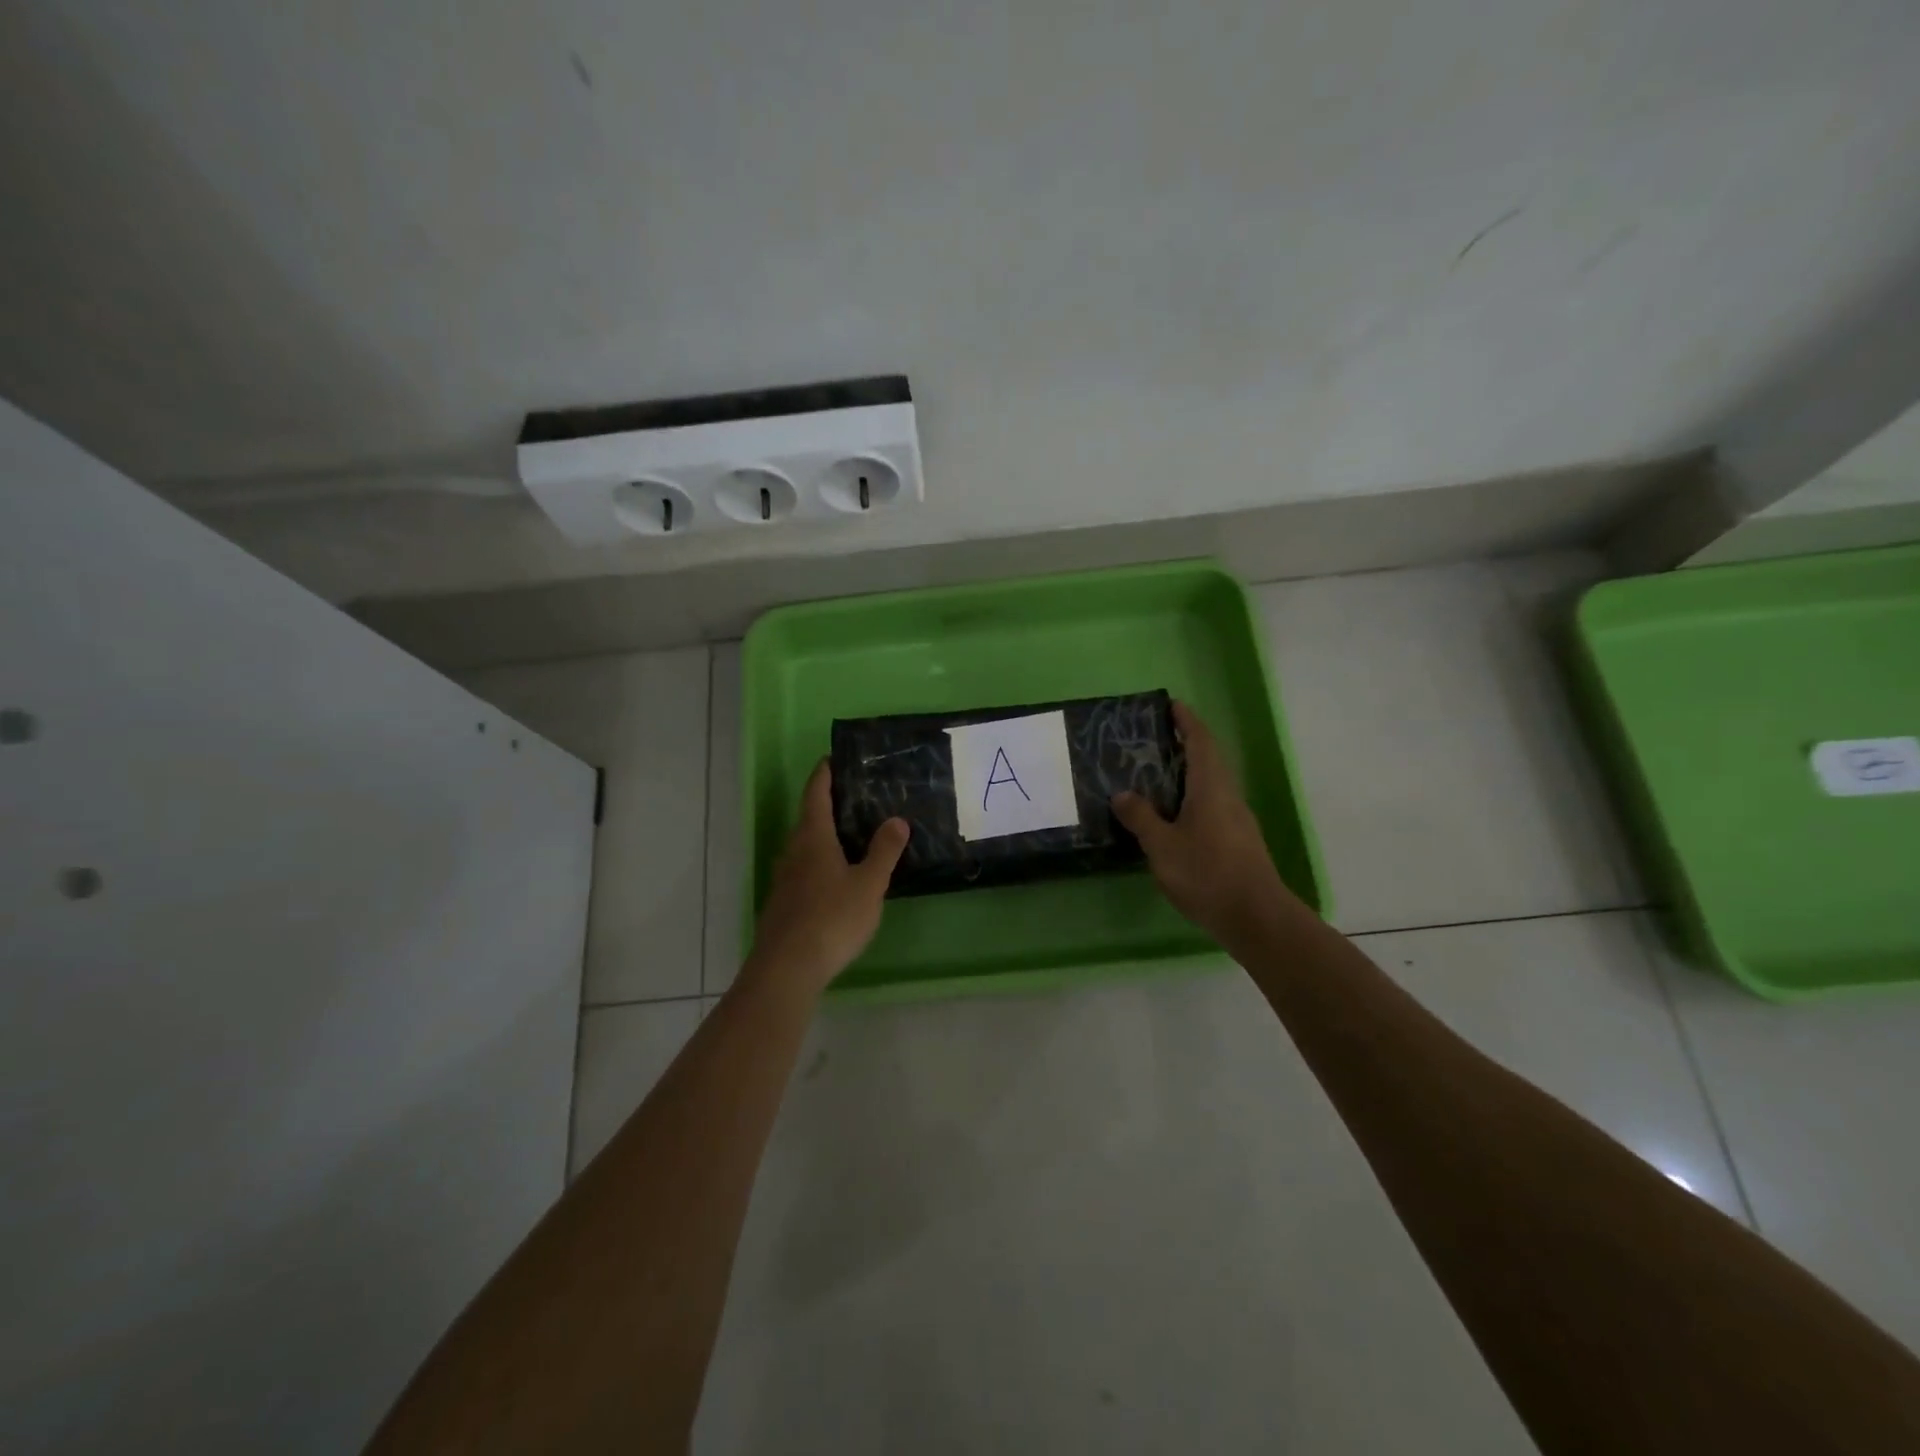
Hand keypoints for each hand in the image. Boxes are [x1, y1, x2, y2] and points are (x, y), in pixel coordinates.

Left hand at [743, 760, 908, 996]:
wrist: (787, 967)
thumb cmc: (832, 918)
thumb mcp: (869, 884)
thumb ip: (884, 851)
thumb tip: (897, 819)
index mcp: (813, 837)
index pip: (816, 793)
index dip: (824, 773)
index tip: (833, 758)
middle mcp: (793, 850)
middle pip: (809, 817)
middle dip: (829, 804)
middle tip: (857, 797)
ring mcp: (784, 877)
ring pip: (805, 845)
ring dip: (825, 835)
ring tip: (853, 835)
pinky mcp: (783, 902)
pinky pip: (804, 869)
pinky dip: (821, 861)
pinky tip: (838, 876)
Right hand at [1111, 701, 1296, 949]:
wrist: (1255, 917)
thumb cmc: (1206, 873)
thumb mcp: (1162, 846)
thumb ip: (1141, 818)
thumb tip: (1122, 794)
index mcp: (1211, 787)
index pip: (1201, 742)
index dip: (1187, 721)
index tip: (1171, 705)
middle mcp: (1227, 796)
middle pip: (1207, 760)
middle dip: (1184, 746)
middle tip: (1151, 742)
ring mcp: (1236, 820)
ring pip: (1210, 786)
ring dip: (1186, 775)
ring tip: (1153, 777)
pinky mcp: (1237, 842)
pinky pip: (1211, 807)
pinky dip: (1189, 800)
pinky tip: (1170, 818)